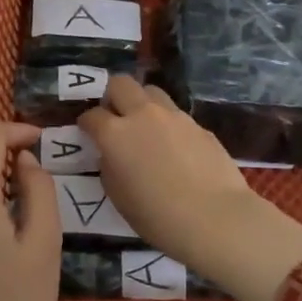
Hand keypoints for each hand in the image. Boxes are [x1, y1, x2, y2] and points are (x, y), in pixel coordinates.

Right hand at [78, 76, 301, 300]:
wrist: (214, 217)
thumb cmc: (157, 216)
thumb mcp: (118, 196)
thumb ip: (110, 167)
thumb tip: (113, 154)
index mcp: (115, 134)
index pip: (91, 115)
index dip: (86, 123)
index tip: (87, 132)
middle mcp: (143, 115)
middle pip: (121, 83)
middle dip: (112, 96)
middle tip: (114, 117)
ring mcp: (174, 116)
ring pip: (151, 91)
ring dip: (142, 103)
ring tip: (145, 127)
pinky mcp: (199, 125)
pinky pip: (176, 114)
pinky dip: (167, 123)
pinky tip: (174, 148)